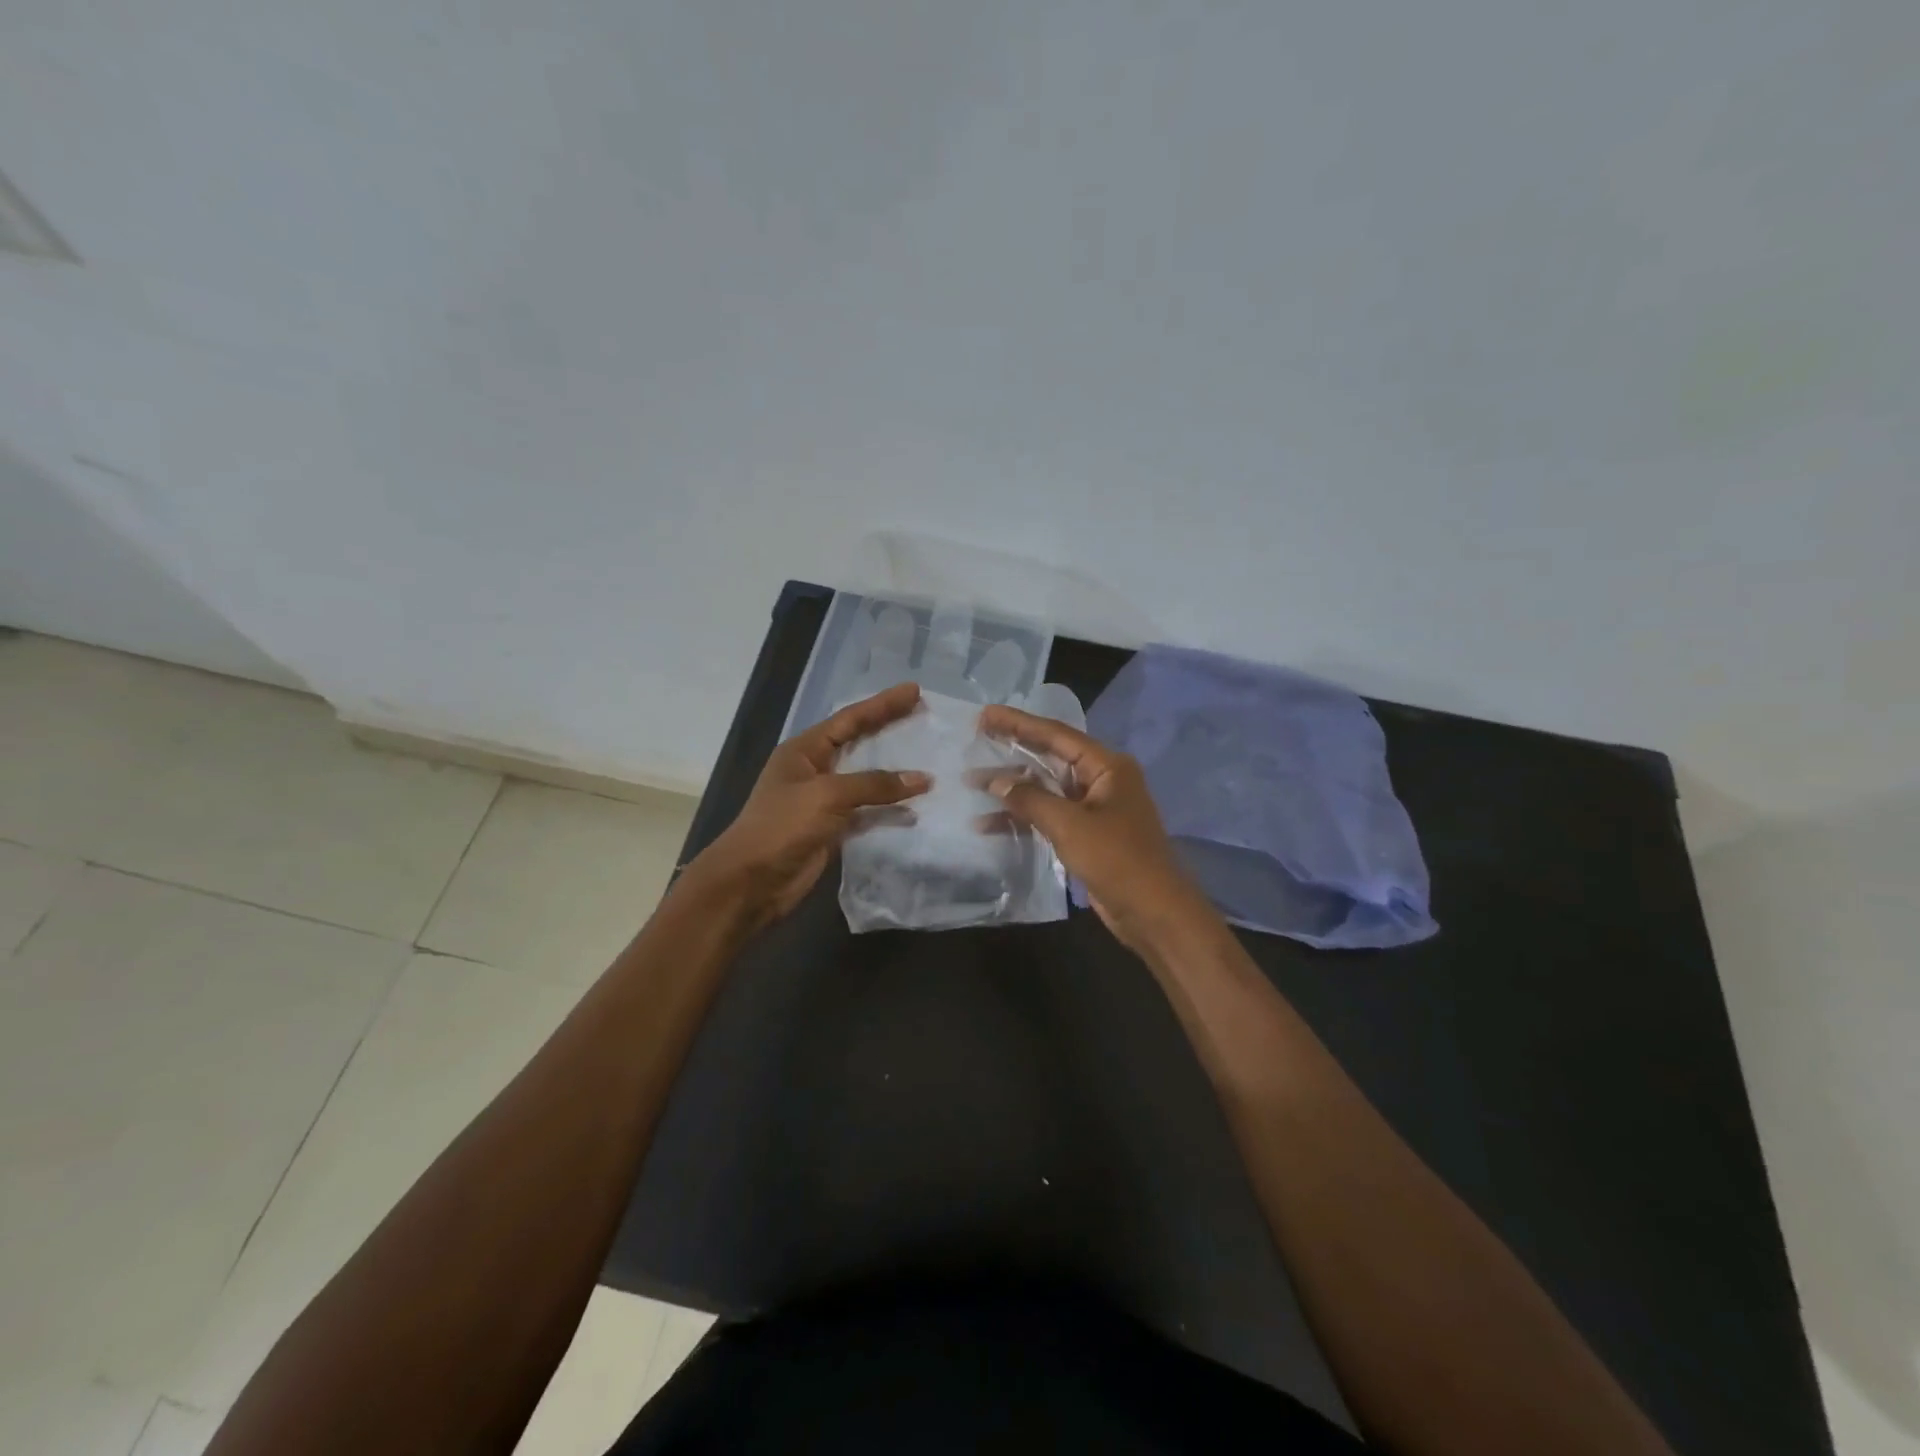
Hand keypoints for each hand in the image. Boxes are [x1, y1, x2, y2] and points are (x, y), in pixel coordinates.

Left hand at [690, 682, 930, 928]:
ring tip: (928, 758)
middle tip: (923, 714)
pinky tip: (915, 805)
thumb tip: (921, 779)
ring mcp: (823, 801)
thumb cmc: (782, 827)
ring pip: (866, 778)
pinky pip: (868, 811)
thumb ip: (874, 785)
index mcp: (804, 751)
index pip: (849, 719)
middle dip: (889, 728)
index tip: (914, 690)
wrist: (751, 882)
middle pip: (859, 742)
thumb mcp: (827, 795)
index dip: (882, 704)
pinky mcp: (833, 829)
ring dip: (894, 771)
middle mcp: (814, 770)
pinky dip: (890, 808)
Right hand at [978, 704, 1212, 956]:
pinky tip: (988, 824)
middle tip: (975, 738)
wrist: (1153, 913)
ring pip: (1046, 789)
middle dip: (1012, 751)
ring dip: (1012, 789)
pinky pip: (1048, 816)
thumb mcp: (1070, 825)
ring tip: (971, 783)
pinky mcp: (1087, 835)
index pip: (1056, 735)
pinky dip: (1022, 818)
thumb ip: (1030, 799)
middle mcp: (1101, 780)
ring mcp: (1094, 808)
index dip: (1019, 723)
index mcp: (1107, 767)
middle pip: (1050, 758)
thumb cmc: (1117, 859)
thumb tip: (995, 780)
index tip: (986, 714)